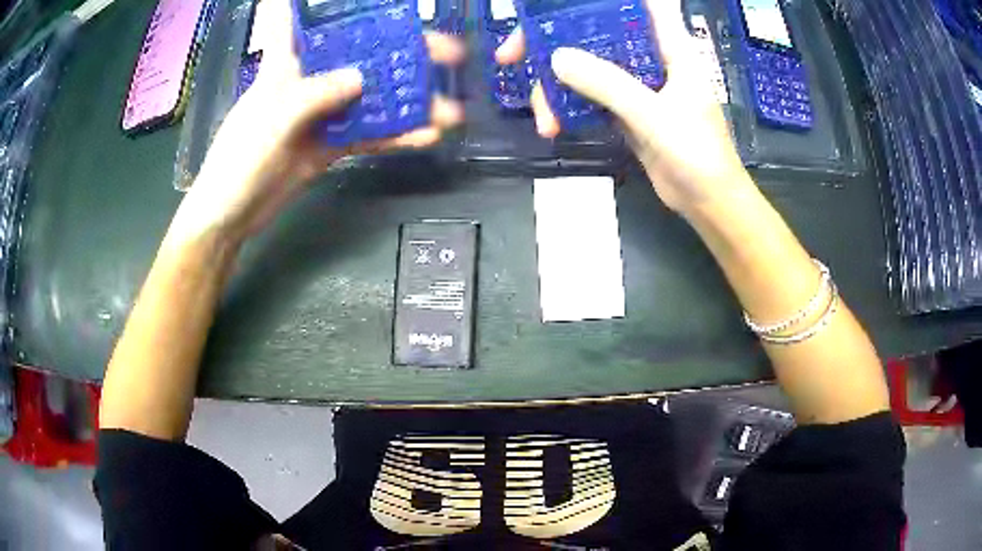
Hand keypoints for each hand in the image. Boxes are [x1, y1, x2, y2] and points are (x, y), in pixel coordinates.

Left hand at [171, 0, 464, 245]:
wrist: (231, 216)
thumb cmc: (239, 159)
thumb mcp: (272, 119)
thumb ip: (315, 94)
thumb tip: (361, 79)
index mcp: (287, 64)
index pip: (303, 21)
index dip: (330, 6)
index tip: (377, 3)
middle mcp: (310, 82)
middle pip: (360, 57)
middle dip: (401, 53)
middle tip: (446, 54)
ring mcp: (324, 115)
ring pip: (372, 99)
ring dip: (409, 102)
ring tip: (449, 107)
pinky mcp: (331, 145)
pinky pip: (369, 136)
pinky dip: (395, 137)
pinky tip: (425, 136)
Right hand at [495, 0, 747, 215]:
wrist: (707, 202)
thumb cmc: (698, 154)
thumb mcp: (654, 116)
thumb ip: (609, 84)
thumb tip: (557, 58)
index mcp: (669, 47)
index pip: (638, 5)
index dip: (598, 2)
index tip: (555, 8)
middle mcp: (649, 58)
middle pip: (596, 34)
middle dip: (554, 42)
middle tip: (512, 56)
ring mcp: (636, 85)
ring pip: (586, 68)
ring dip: (557, 88)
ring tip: (543, 118)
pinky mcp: (625, 110)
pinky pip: (589, 98)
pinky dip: (568, 108)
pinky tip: (553, 125)